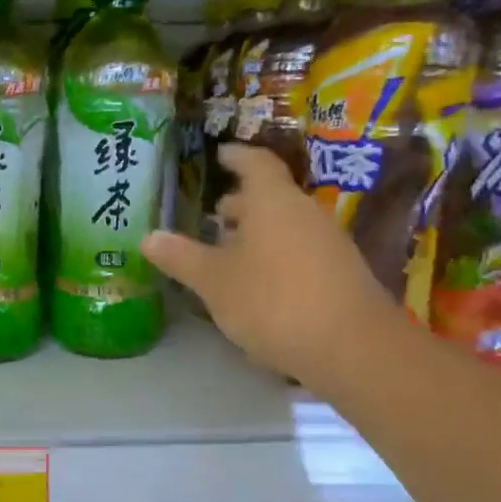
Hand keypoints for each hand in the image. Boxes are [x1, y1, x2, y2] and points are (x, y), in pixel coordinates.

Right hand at [141, 143, 404, 391]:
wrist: (352, 347)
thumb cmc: (273, 301)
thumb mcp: (214, 282)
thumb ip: (181, 257)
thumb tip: (148, 237)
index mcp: (273, 202)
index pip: (255, 164)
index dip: (236, 157)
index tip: (220, 154)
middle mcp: (304, 213)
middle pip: (271, 197)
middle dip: (242, 204)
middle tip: (214, 215)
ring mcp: (328, 244)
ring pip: (286, 226)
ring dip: (257, 234)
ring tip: (229, 254)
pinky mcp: (340, 275)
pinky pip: (299, 252)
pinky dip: (275, 257)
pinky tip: (257, 285)